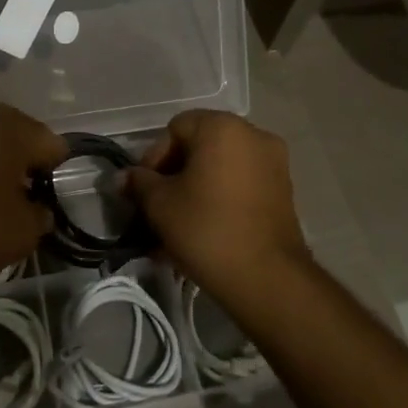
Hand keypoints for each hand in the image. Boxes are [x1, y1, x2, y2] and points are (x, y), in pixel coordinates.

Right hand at [123, 110, 307, 303]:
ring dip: (194, 192)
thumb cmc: (207, 229)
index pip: (175, 128)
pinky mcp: (283, 192)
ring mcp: (273, 163)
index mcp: (222, 127)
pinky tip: (201, 233)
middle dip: (173, 177)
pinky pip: (239, 186)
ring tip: (175, 228)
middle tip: (157, 208)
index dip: (154, 157)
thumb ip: (139, 183)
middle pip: (199, 147)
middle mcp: (253, 135)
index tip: (144, 190)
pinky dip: (219, 201)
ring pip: (219, 170)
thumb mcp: (160, 205)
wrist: (268, 279)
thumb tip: (124, 177)